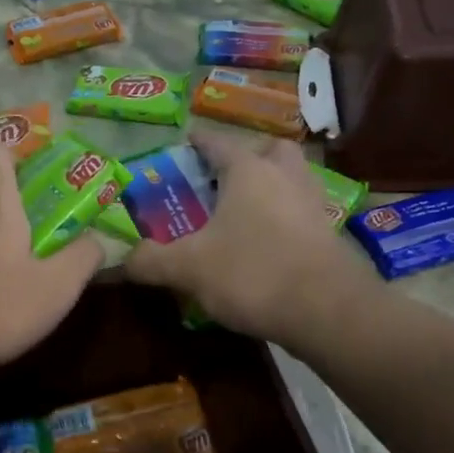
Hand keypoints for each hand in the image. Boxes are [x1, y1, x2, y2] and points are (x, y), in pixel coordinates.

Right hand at [125, 130, 371, 344]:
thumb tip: (123, 260)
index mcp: (248, 171)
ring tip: (244, 212)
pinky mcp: (330, 235)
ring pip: (292, 179)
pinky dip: (285, 220)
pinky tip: (267, 244)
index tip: (185, 142)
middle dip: (248, 157)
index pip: (218, 143)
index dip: (198, 142)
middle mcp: (285, 176)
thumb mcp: (189, 268)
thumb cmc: (253, 272)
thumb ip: (151, 260)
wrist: (326, 310)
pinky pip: (302, 213)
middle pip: (269, 151)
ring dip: (270, 187)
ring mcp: (313, 204)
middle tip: (223, 179)